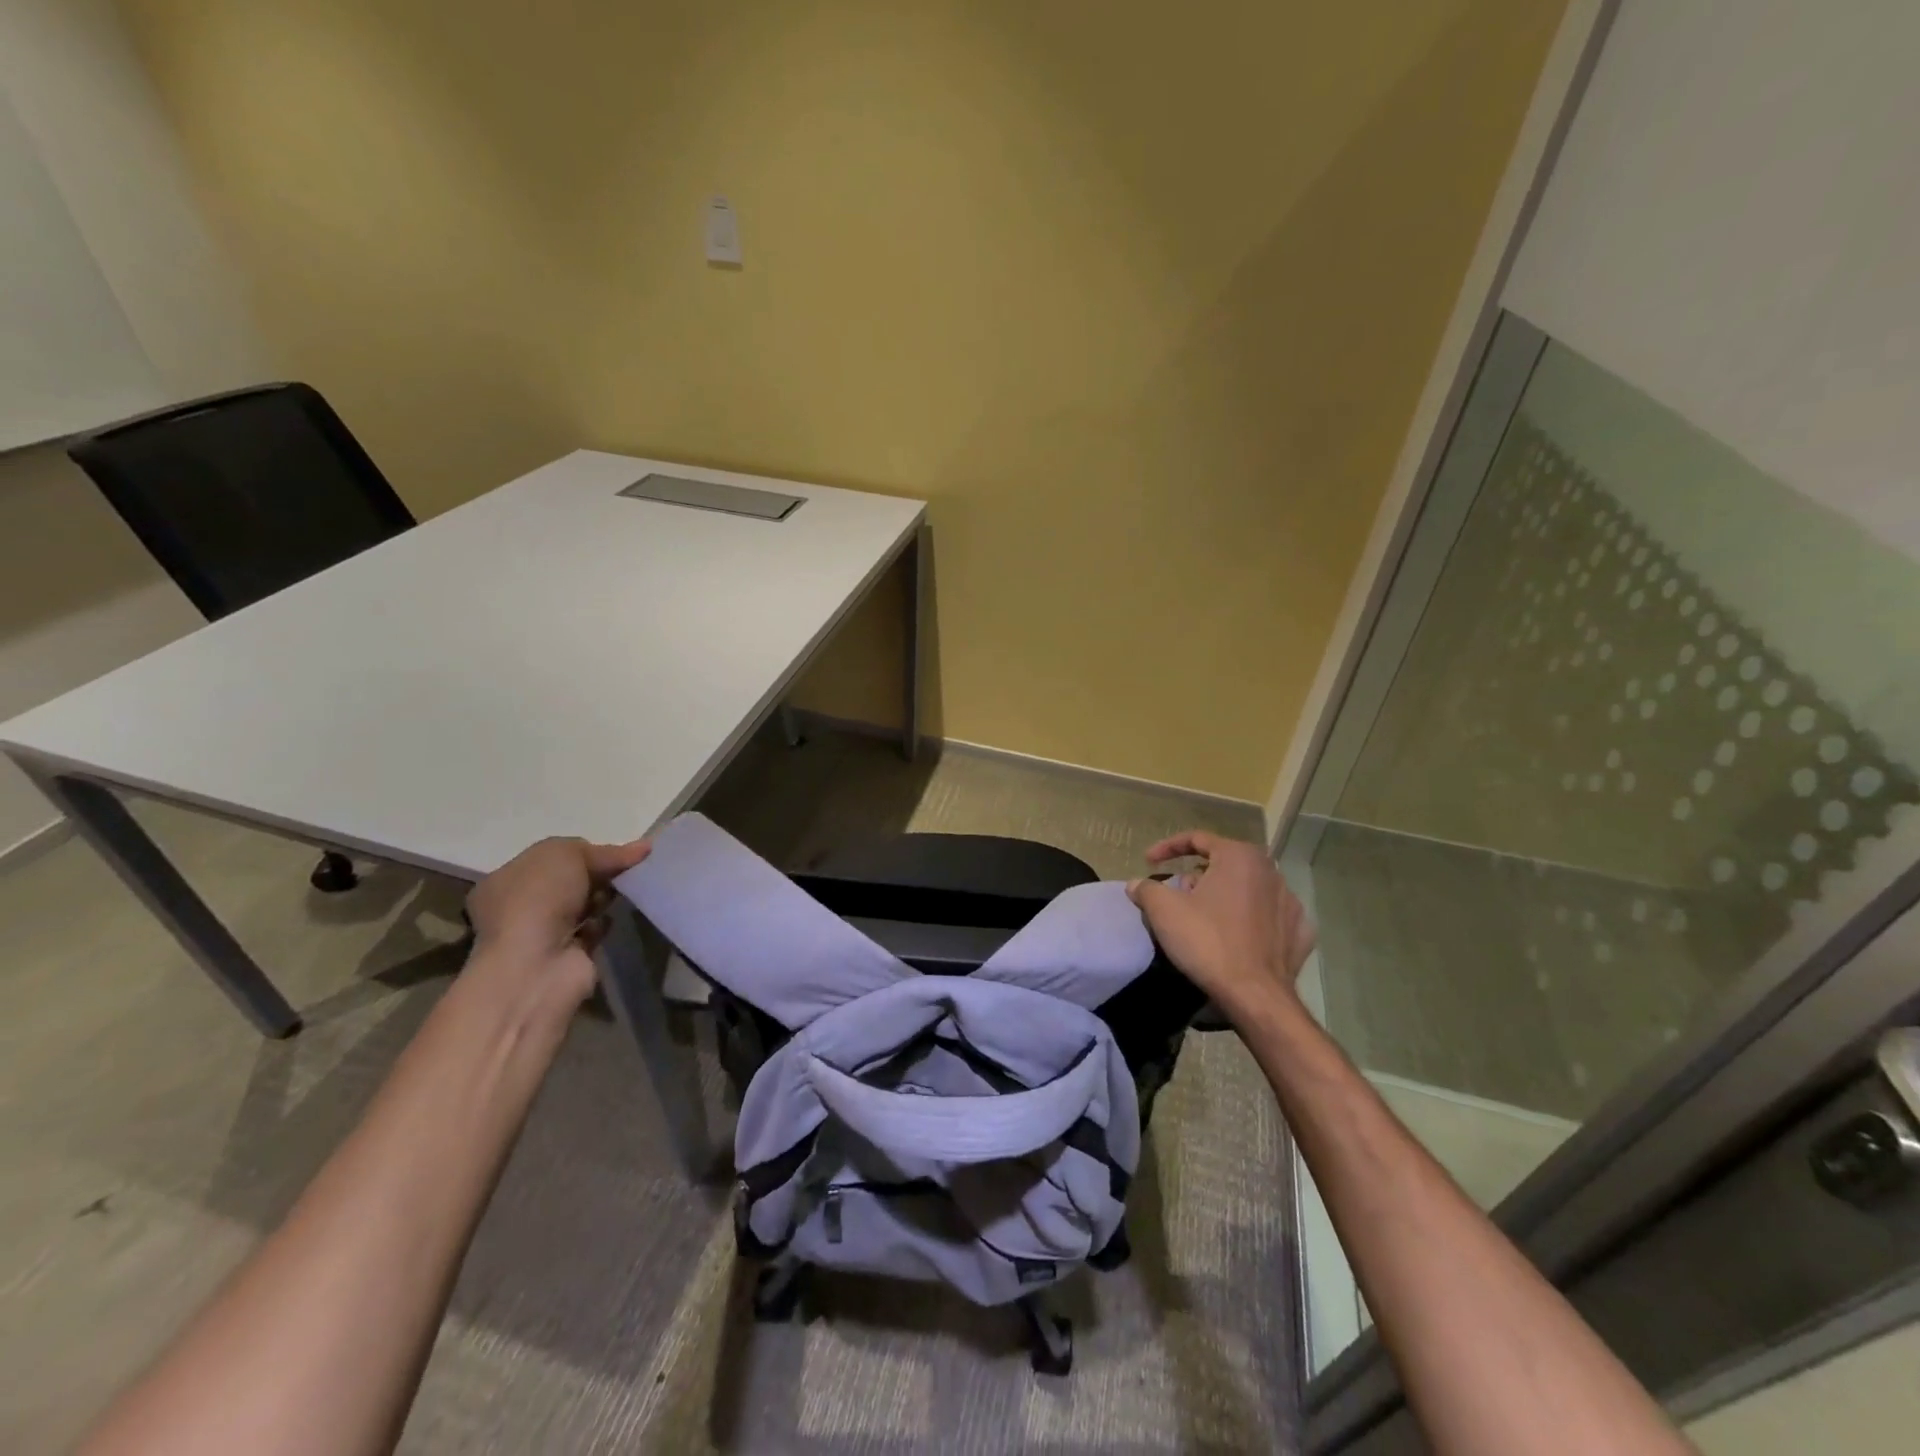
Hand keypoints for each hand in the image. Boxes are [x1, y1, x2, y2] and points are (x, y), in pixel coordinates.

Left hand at [464, 836, 650, 1006]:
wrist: (537, 965)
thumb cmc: (538, 900)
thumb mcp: (567, 855)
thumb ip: (603, 850)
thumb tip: (642, 848)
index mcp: (506, 880)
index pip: (550, 859)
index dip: (583, 852)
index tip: (613, 852)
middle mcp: (519, 907)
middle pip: (570, 881)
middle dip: (597, 874)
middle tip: (623, 869)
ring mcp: (543, 935)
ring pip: (584, 905)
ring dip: (604, 898)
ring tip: (623, 891)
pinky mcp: (568, 956)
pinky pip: (595, 929)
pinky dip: (607, 923)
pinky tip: (616, 917)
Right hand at [1127, 830, 1315, 1025]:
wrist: (1255, 996)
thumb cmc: (1208, 941)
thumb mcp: (1164, 910)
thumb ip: (1146, 889)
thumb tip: (1136, 884)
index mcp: (1240, 856)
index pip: (1197, 839)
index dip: (1167, 848)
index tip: (1148, 862)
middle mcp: (1270, 871)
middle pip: (1223, 864)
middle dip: (1196, 876)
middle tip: (1176, 897)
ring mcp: (1290, 902)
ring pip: (1247, 889)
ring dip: (1224, 897)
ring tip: (1204, 918)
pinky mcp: (1300, 932)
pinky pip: (1268, 916)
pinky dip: (1250, 920)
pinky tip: (1237, 935)